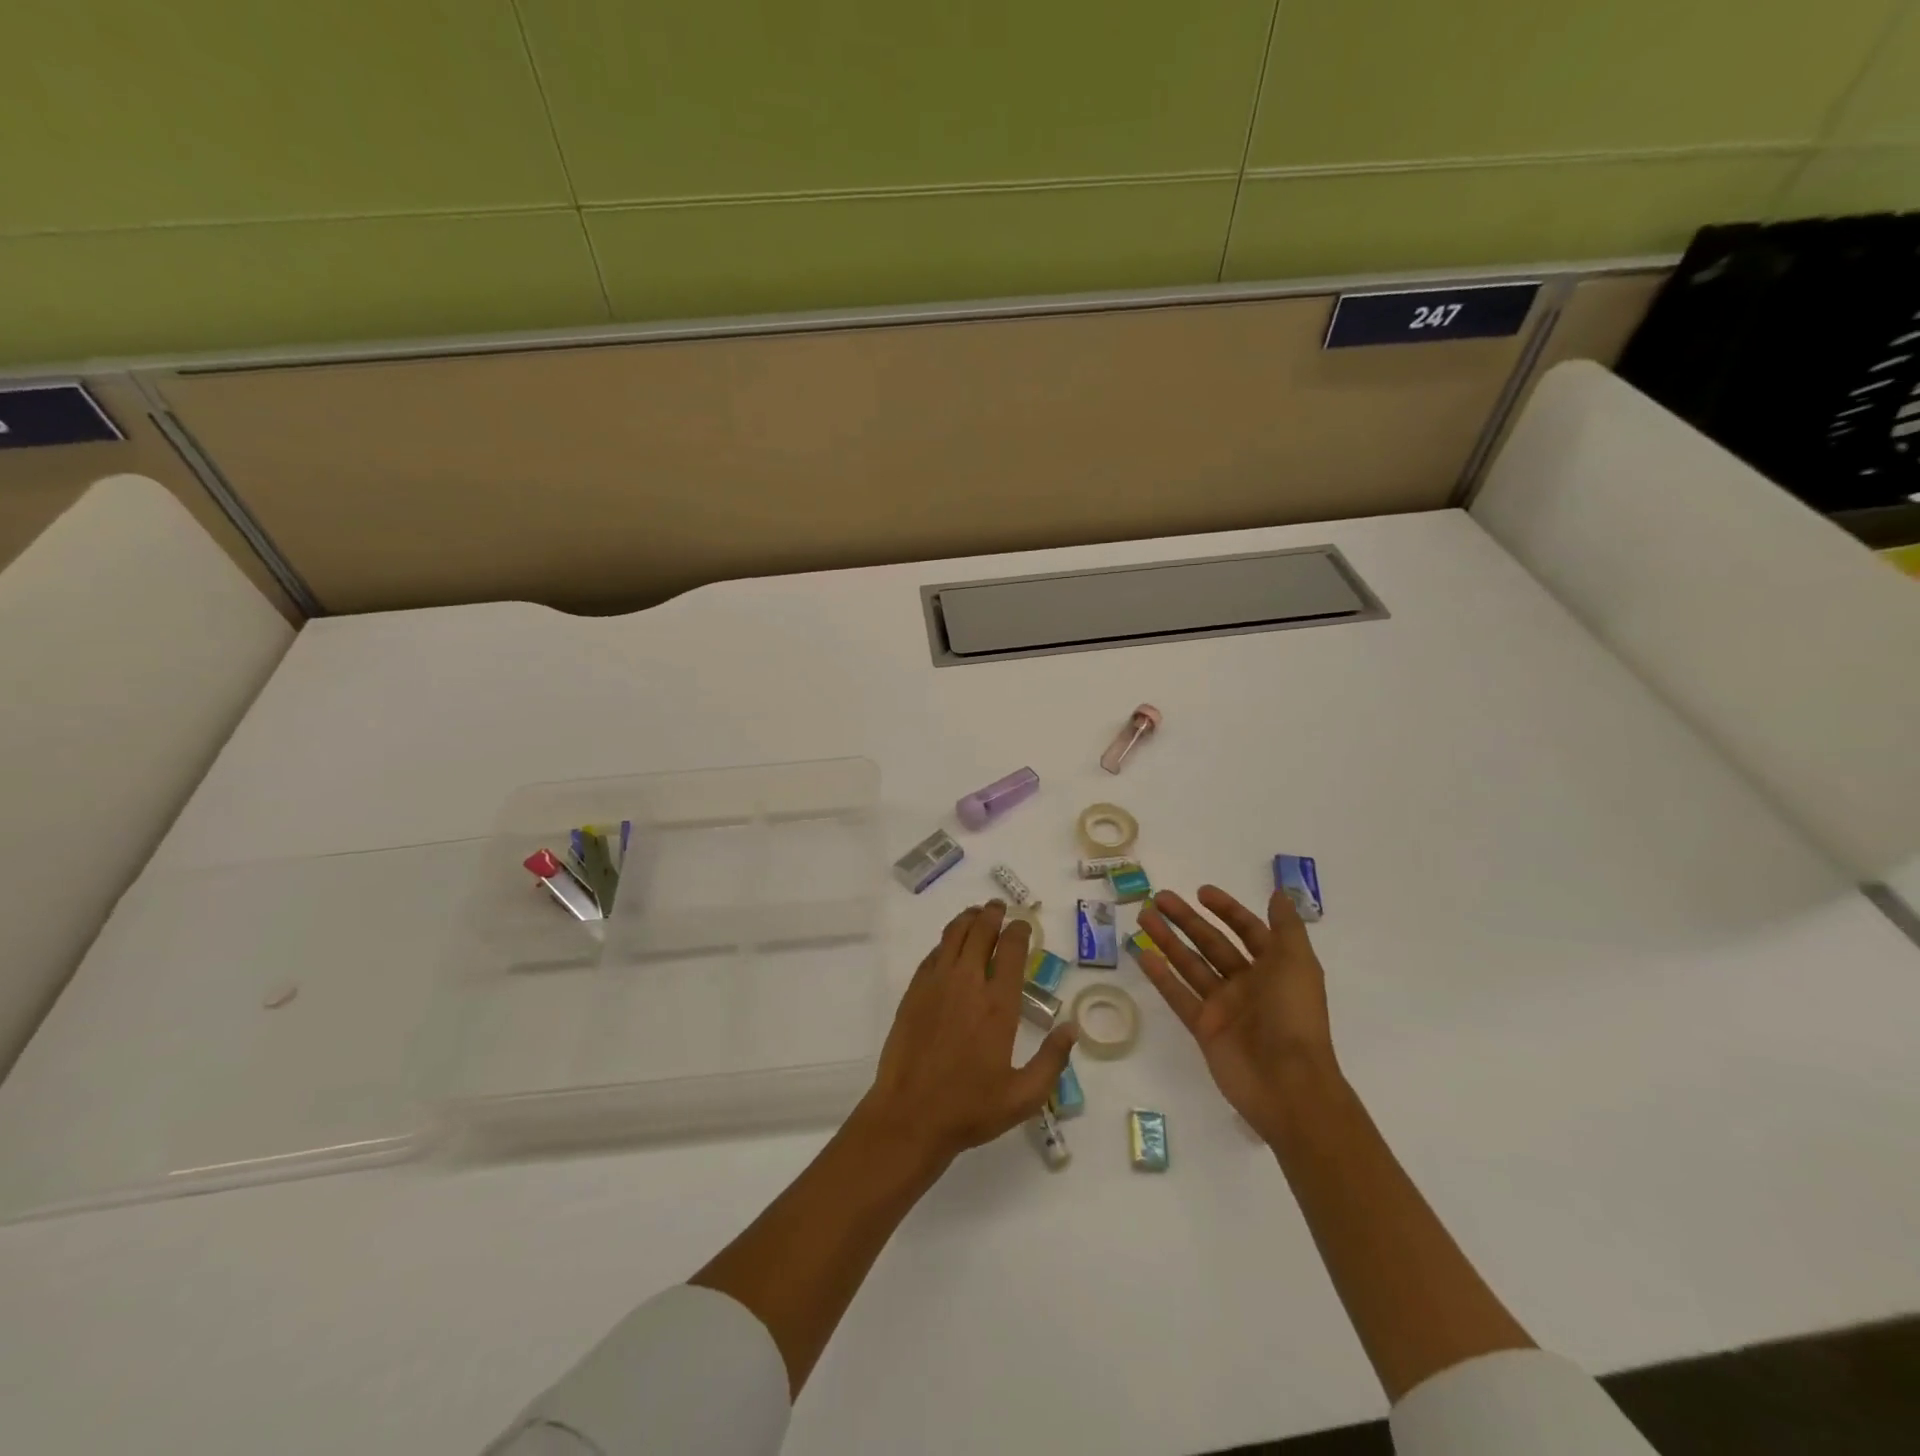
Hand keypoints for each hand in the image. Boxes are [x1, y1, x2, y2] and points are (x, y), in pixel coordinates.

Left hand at [858, 901, 1077, 1171]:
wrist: (910, 1116)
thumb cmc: (970, 1108)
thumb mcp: (1024, 1095)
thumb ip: (1052, 1060)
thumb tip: (1072, 1028)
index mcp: (999, 1004)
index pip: (1012, 950)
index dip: (1019, 931)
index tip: (1023, 924)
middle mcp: (968, 983)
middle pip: (981, 931)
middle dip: (992, 914)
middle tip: (998, 907)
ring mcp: (936, 984)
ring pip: (953, 935)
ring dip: (967, 919)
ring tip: (976, 914)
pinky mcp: (914, 992)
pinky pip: (932, 954)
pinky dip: (945, 942)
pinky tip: (950, 945)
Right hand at [1137, 886, 1340, 1145]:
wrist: (1289, 1084)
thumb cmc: (1295, 1017)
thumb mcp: (1298, 964)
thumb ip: (1287, 928)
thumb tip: (1280, 893)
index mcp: (1274, 968)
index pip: (1247, 930)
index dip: (1226, 910)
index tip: (1201, 892)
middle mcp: (1247, 984)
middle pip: (1211, 943)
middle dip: (1186, 919)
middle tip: (1158, 898)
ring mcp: (1223, 1007)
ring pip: (1190, 964)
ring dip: (1167, 940)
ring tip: (1143, 916)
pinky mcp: (1204, 1028)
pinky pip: (1178, 995)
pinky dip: (1161, 976)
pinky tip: (1141, 954)